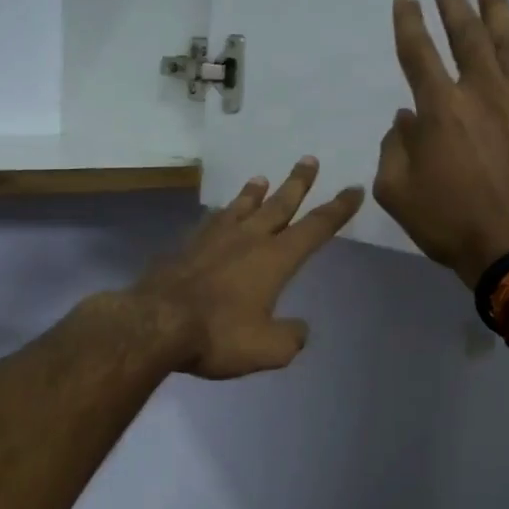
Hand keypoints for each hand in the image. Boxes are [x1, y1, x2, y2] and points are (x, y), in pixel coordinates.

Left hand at [128, 157, 363, 379]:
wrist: (155, 323)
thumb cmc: (218, 334)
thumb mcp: (267, 349)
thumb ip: (290, 338)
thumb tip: (299, 330)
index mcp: (275, 259)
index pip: (315, 228)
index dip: (337, 209)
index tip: (353, 190)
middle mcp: (247, 239)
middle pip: (279, 205)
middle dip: (298, 183)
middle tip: (309, 159)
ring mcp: (213, 239)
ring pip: (241, 207)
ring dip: (255, 192)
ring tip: (262, 178)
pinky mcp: (185, 247)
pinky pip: (210, 222)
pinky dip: (222, 214)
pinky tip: (218, 215)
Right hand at [372, 0, 508, 286]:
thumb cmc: (448, 223)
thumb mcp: (396, 193)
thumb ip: (393, 147)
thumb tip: (406, 117)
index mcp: (439, 109)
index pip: (418, 52)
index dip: (409, 21)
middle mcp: (480, 91)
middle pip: (465, 33)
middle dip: (453, 0)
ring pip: (506, 39)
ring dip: (494, 5)